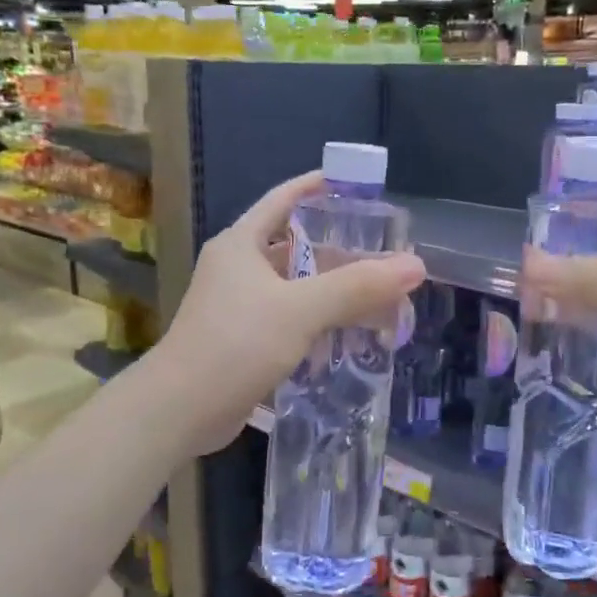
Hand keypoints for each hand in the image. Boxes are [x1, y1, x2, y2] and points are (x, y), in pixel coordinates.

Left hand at [151, 171, 426, 454]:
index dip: (318, 187)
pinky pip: (289, 320)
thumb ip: (357, 287)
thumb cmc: (236, 344)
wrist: (180, 410)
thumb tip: (415, 265)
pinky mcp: (243, 341)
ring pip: (295, 288)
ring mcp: (238, 307)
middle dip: (339, 251)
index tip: (357, 187)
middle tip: (383, 255)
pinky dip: (318, 323)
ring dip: (332, 292)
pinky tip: (349, 336)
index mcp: (241, 244)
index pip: (283, 199)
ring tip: (378, 296)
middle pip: (295, 247)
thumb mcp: (300, 309)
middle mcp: (237, 268)